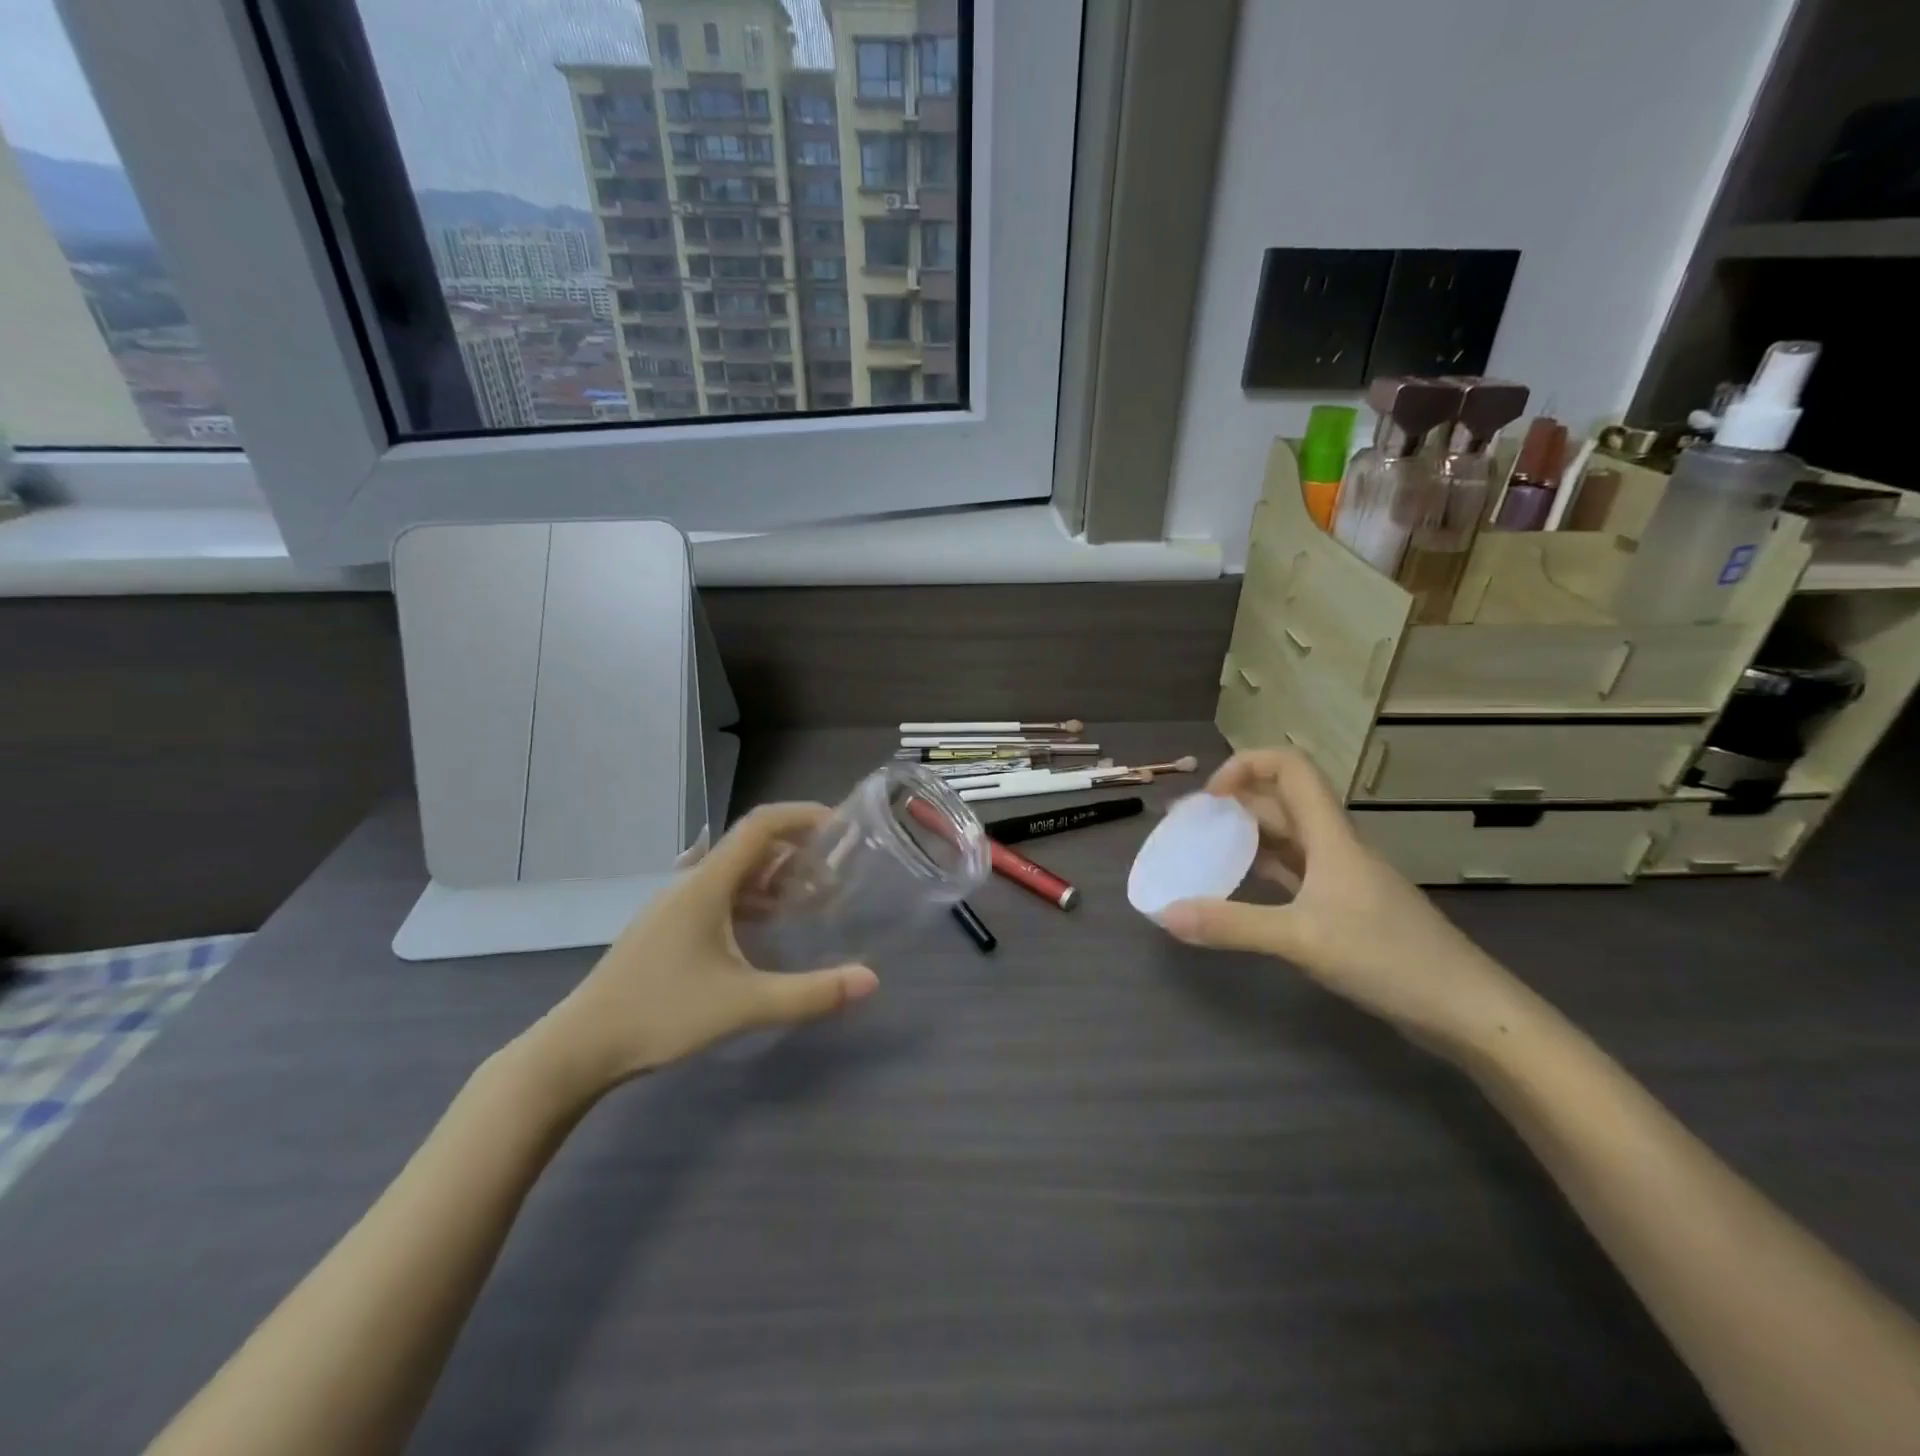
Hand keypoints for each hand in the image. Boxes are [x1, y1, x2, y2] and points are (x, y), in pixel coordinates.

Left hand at [534, 803, 878, 1091]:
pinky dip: (751, 898)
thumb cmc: (661, 1014)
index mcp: (707, 885)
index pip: (760, 826)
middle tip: (835, 868)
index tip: (840, 825)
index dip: (802, 816)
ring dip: (773, 876)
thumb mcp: (743, 1004)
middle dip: (796, 849)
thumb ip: (810, 993)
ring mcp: (674, 905)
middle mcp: (690, 883)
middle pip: (749, 846)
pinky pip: (718, 894)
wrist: (580, 1047)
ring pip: (733, 872)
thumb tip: (870, 980)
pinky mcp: (666, 927)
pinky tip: (766, 926)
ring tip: (810, 896)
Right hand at [1158, 749, 1531, 1054]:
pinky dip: (1263, 870)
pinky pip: (1295, 872)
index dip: (1245, 765)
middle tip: (1189, 826)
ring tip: (1204, 852)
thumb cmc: (1388, 958)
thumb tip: (1165, 914)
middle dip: (1233, 804)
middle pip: (1282, 801)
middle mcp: (1335, 845)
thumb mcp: (1300, 939)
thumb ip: (1231, 925)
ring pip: (1287, 837)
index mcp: (1330, 834)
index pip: (1290, 767)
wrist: (1466, 1009)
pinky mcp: (1346, 907)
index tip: (1209, 798)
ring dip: (1246, 836)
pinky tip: (1240, 887)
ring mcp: (1342, 877)